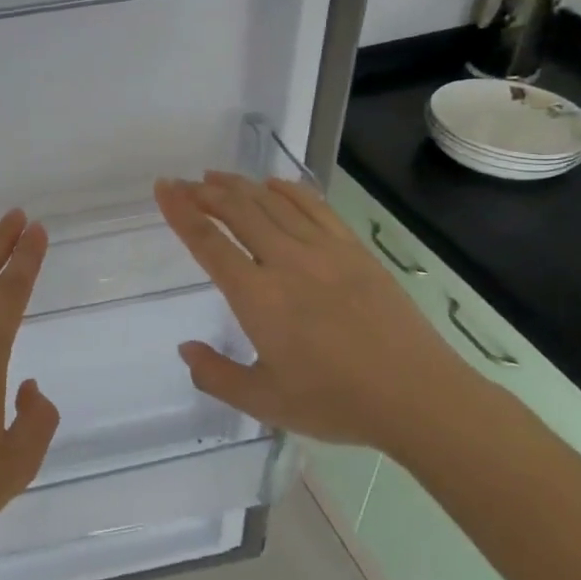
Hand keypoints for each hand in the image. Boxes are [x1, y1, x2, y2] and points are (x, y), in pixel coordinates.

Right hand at [154, 173, 491, 456]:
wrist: (417, 396)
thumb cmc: (335, 402)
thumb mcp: (264, 402)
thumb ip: (216, 376)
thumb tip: (185, 348)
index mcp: (258, 297)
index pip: (209, 242)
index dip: (181, 212)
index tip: (164, 189)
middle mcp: (286, 262)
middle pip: (238, 211)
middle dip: (205, 192)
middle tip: (184, 182)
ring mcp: (324, 251)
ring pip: (273, 203)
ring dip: (241, 185)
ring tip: (217, 177)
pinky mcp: (354, 250)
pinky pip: (315, 207)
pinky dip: (289, 190)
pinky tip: (274, 184)